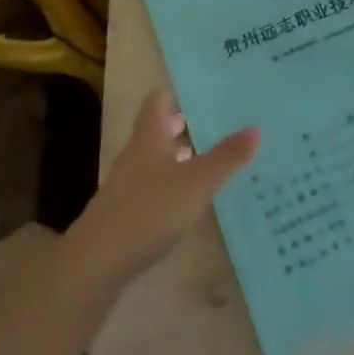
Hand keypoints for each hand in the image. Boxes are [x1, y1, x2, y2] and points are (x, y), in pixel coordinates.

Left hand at [67, 90, 258, 288]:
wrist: (97, 263)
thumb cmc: (148, 211)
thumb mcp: (196, 183)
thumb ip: (226, 157)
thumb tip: (256, 128)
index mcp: (149, 137)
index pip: (158, 101)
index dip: (177, 93)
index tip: (205, 91)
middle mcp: (137, 154)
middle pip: (159, 129)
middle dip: (186, 125)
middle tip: (220, 122)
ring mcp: (129, 184)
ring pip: (158, 159)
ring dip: (182, 155)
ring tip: (214, 158)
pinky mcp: (127, 212)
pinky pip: (156, 185)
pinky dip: (175, 183)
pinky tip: (194, 197)